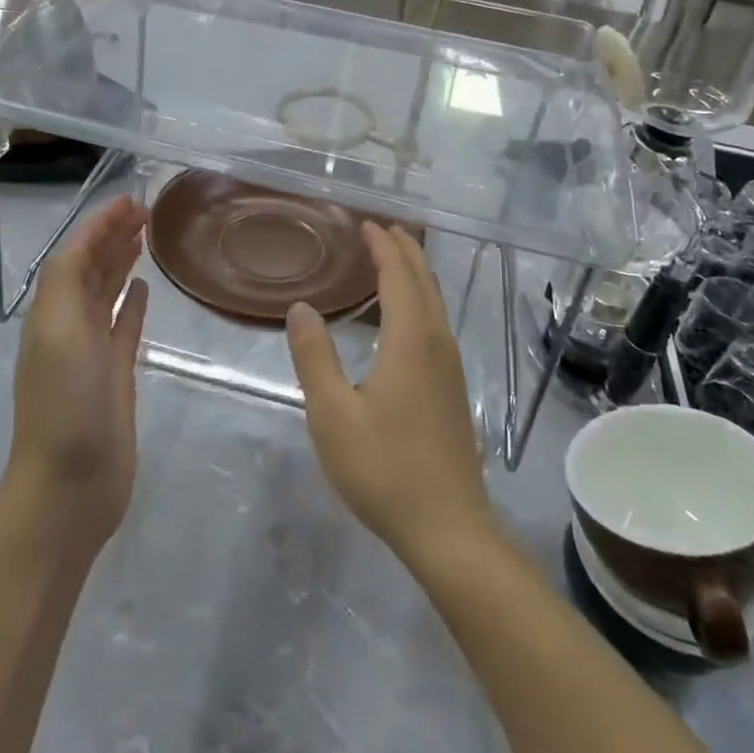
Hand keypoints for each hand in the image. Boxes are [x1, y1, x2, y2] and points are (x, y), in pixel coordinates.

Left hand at [6, 195, 149, 551]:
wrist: (71, 483)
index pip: (75, 254)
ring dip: (121, 262)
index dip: (99, 225)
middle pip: (91, 268)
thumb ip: (65, 282)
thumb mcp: (58, 331)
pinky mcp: (115, 375)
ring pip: (107, 293)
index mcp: (52, 311)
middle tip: (145, 211)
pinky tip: (144, 288)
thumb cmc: (65, 403)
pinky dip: (131, 304)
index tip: (129, 201)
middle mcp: (69, 325)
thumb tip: (87, 244)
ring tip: (145, 237)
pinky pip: (123, 327)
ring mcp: (92, 351)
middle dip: (112, 236)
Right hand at [285, 225, 496, 566]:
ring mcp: (450, 368)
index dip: (383, 246)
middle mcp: (437, 344)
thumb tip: (300, 308)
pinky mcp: (452, 390)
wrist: (448, 529)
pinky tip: (404, 319)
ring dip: (415, 275)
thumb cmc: (384, 469)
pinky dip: (419, 301)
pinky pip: (436, 324)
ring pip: (435, 303)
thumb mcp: (332, 414)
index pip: (399, 275)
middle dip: (405, 251)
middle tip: (382, 229)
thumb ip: (314, 356)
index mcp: (410, 340)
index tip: (367, 223)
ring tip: (393, 261)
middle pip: (424, 282)